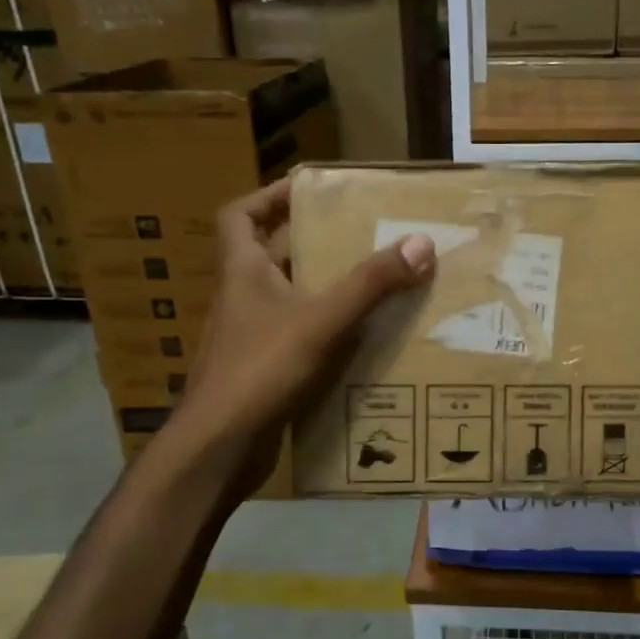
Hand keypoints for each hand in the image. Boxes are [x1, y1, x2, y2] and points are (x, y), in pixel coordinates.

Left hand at [167, 178, 435, 496]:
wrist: (218, 448)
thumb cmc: (260, 370)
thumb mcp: (322, 321)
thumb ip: (370, 284)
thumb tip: (421, 243)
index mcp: (242, 272)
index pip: (240, 215)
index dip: (269, 196)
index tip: (308, 189)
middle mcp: (241, 299)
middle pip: (269, 256)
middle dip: (310, 243)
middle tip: (358, 238)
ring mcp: (248, 339)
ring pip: (286, 301)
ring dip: (321, 291)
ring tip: (371, 285)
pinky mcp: (261, 373)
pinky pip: (296, 340)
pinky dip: (324, 335)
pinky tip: (360, 343)